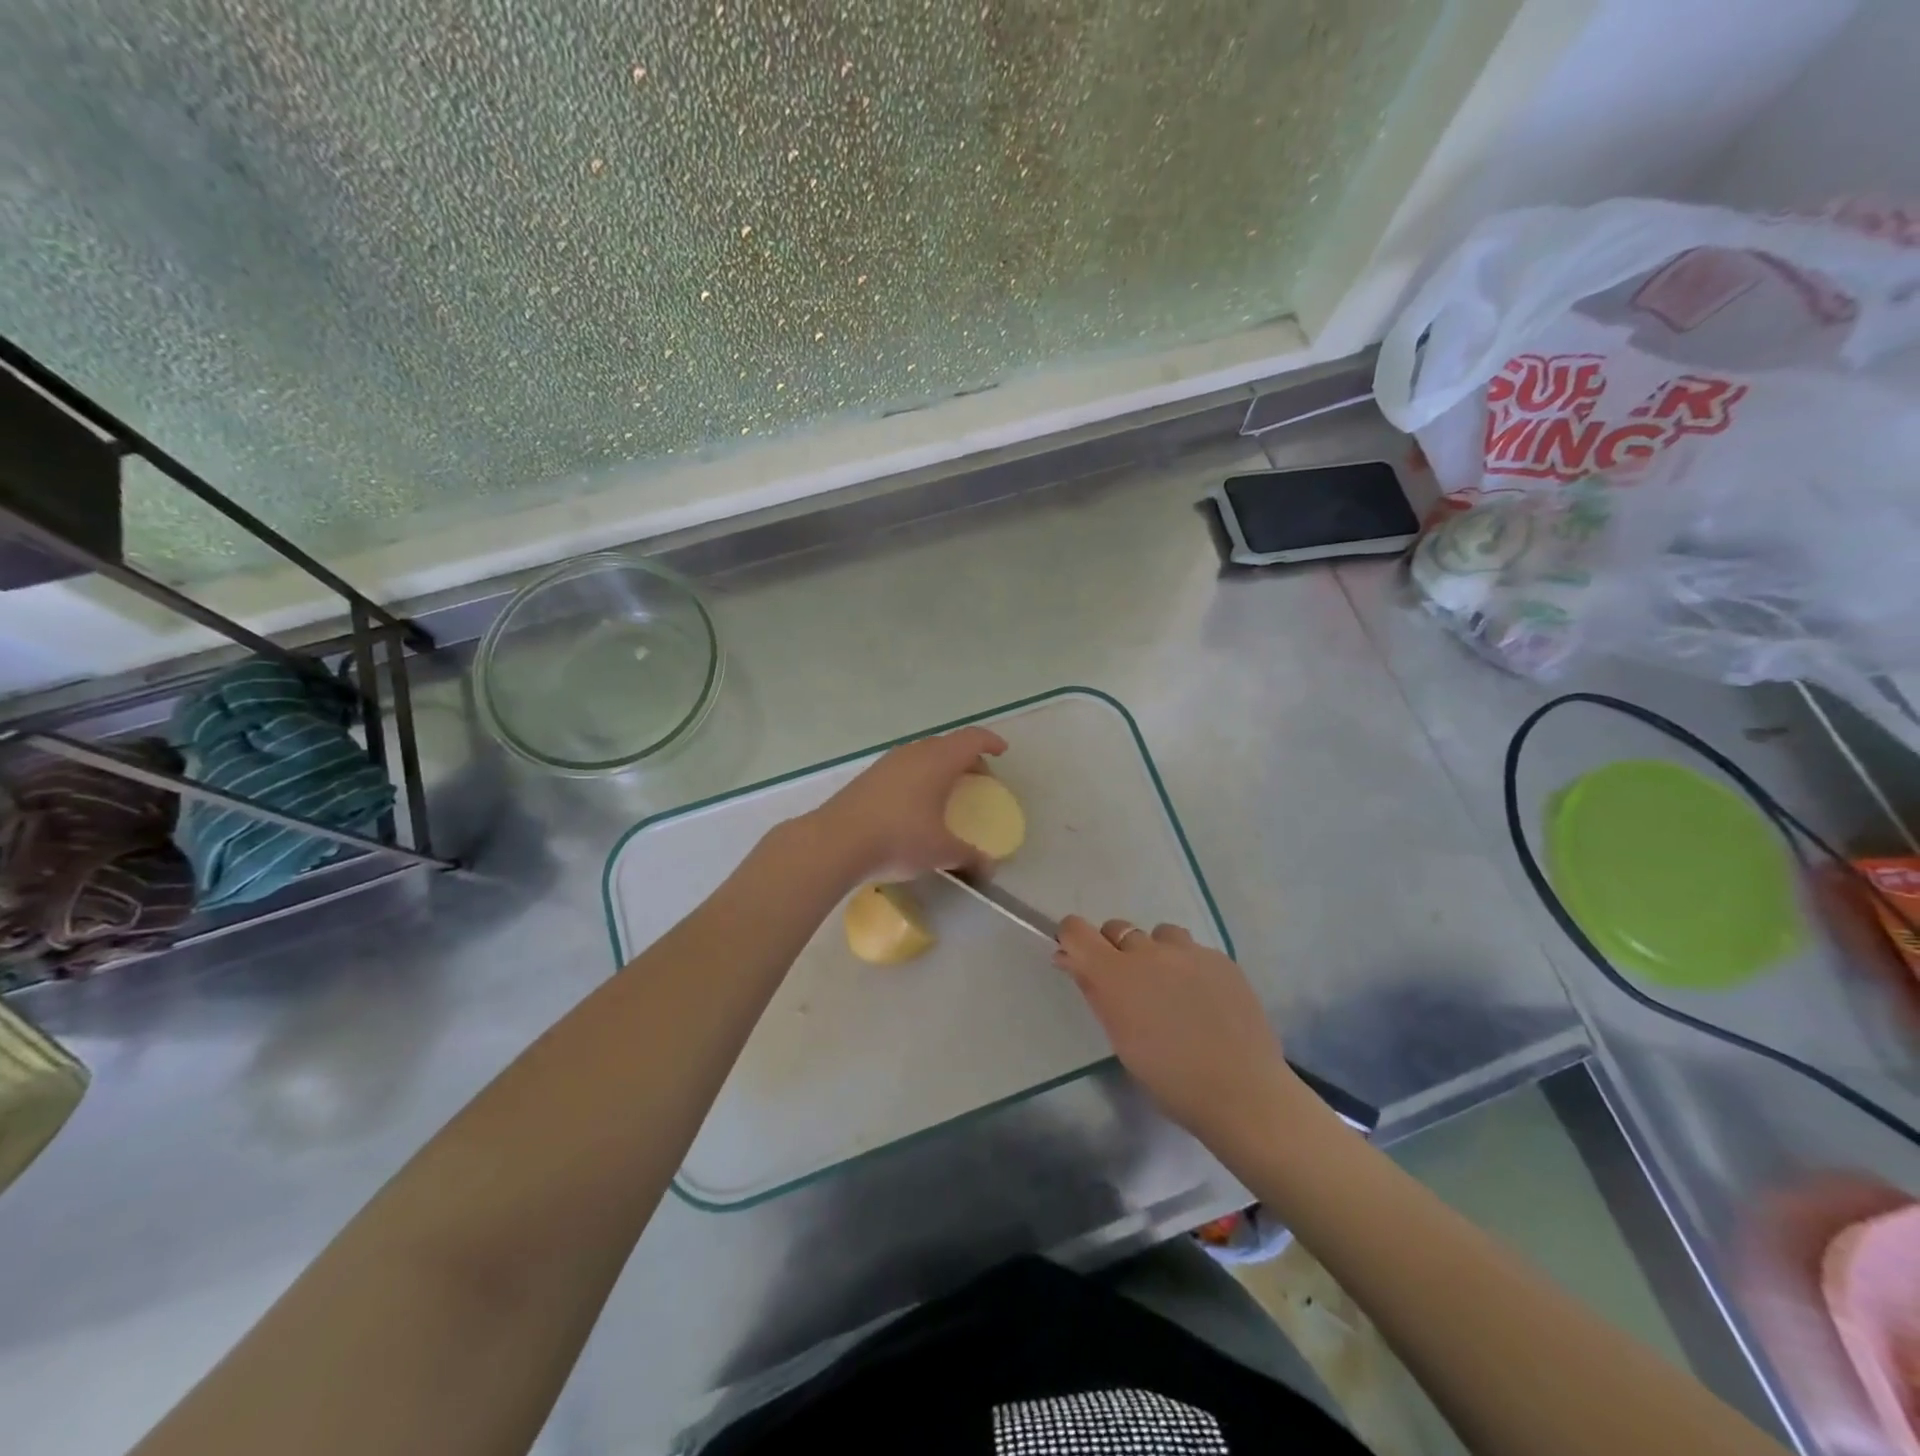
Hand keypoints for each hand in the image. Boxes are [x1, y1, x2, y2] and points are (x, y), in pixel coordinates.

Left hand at [807, 726, 1008, 882]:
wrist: (836, 841)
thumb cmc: (898, 838)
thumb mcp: (941, 852)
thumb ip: (970, 857)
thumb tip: (989, 868)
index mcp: (938, 761)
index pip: (971, 739)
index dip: (990, 742)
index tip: (1002, 752)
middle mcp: (914, 753)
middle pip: (947, 744)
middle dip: (967, 758)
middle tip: (978, 780)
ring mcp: (887, 763)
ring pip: (922, 754)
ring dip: (940, 767)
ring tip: (946, 792)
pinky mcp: (868, 777)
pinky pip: (904, 767)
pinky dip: (919, 776)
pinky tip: (914, 804)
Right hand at [1053, 916, 1298, 1141]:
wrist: (1243, 1092)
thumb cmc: (1169, 1080)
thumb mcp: (1120, 1039)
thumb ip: (1095, 992)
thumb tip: (1070, 959)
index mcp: (1115, 974)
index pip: (1076, 930)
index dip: (1072, 939)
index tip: (1078, 958)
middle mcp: (1148, 952)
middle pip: (1117, 929)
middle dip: (1114, 950)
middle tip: (1130, 987)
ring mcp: (1188, 951)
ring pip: (1158, 935)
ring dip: (1155, 954)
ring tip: (1170, 989)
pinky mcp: (1220, 958)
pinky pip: (1193, 950)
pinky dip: (1188, 966)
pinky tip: (1203, 999)